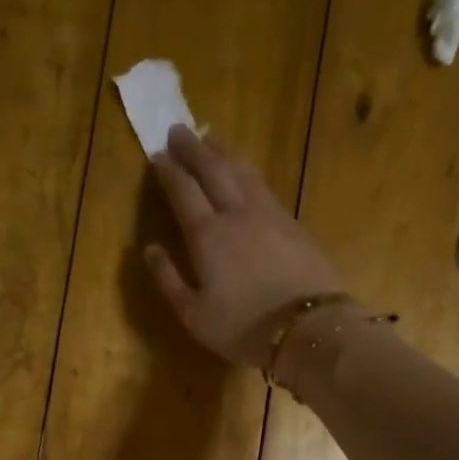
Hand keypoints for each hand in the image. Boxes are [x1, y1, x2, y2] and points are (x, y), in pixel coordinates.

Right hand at [146, 126, 347, 368]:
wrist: (308, 329)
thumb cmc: (243, 328)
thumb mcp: (194, 315)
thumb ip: (169, 279)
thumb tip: (150, 249)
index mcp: (207, 236)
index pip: (183, 191)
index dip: (169, 170)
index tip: (157, 154)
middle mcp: (236, 213)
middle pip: (213, 169)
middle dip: (193, 148)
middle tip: (178, 130)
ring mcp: (268, 214)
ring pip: (241, 170)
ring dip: (222, 152)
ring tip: (210, 139)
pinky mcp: (292, 222)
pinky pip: (262, 184)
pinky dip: (247, 170)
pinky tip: (244, 170)